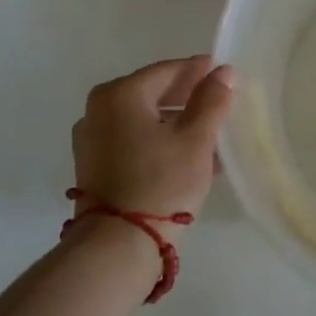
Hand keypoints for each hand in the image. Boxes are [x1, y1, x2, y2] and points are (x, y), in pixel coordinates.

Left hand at [71, 56, 234, 240]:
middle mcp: (98, 110)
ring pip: (143, 120)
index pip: (168, 70)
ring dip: (176, 124)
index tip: (224, 74)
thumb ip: (212, 100)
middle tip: (220, 104)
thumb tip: (224, 72)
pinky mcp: (94, 166)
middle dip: (188, 99)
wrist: (118, 245)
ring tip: (211, 137)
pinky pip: (132, 141)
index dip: (199, 71)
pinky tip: (187, 157)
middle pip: (152, 94)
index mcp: (120, 94)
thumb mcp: (196, 139)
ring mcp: (91, 140)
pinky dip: (158, 142)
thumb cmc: (161, 183)